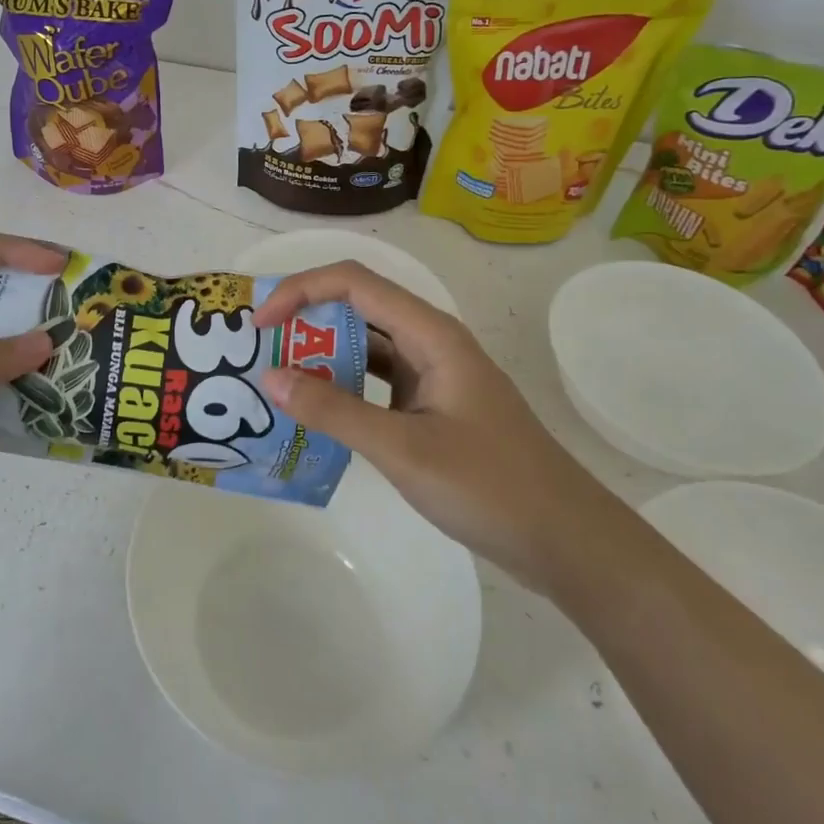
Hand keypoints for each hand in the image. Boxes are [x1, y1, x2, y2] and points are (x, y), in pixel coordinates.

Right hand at [255, 262, 606, 590]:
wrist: (566, 541)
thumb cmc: (490, 487)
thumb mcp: (403, 449)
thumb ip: (334, 411)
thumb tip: (270, 377)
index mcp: (431, 333)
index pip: (353, 282)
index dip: (300, 291)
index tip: (260, 325)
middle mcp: (431, 342)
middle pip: (357, 307)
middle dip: (305, 320)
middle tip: (257, 351)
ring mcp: (433, 374)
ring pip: (366, 346)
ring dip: (321, 356)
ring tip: (275, 378)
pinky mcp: (433, 406)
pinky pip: (377, 382)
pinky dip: (342, 388)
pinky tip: (315, 411)